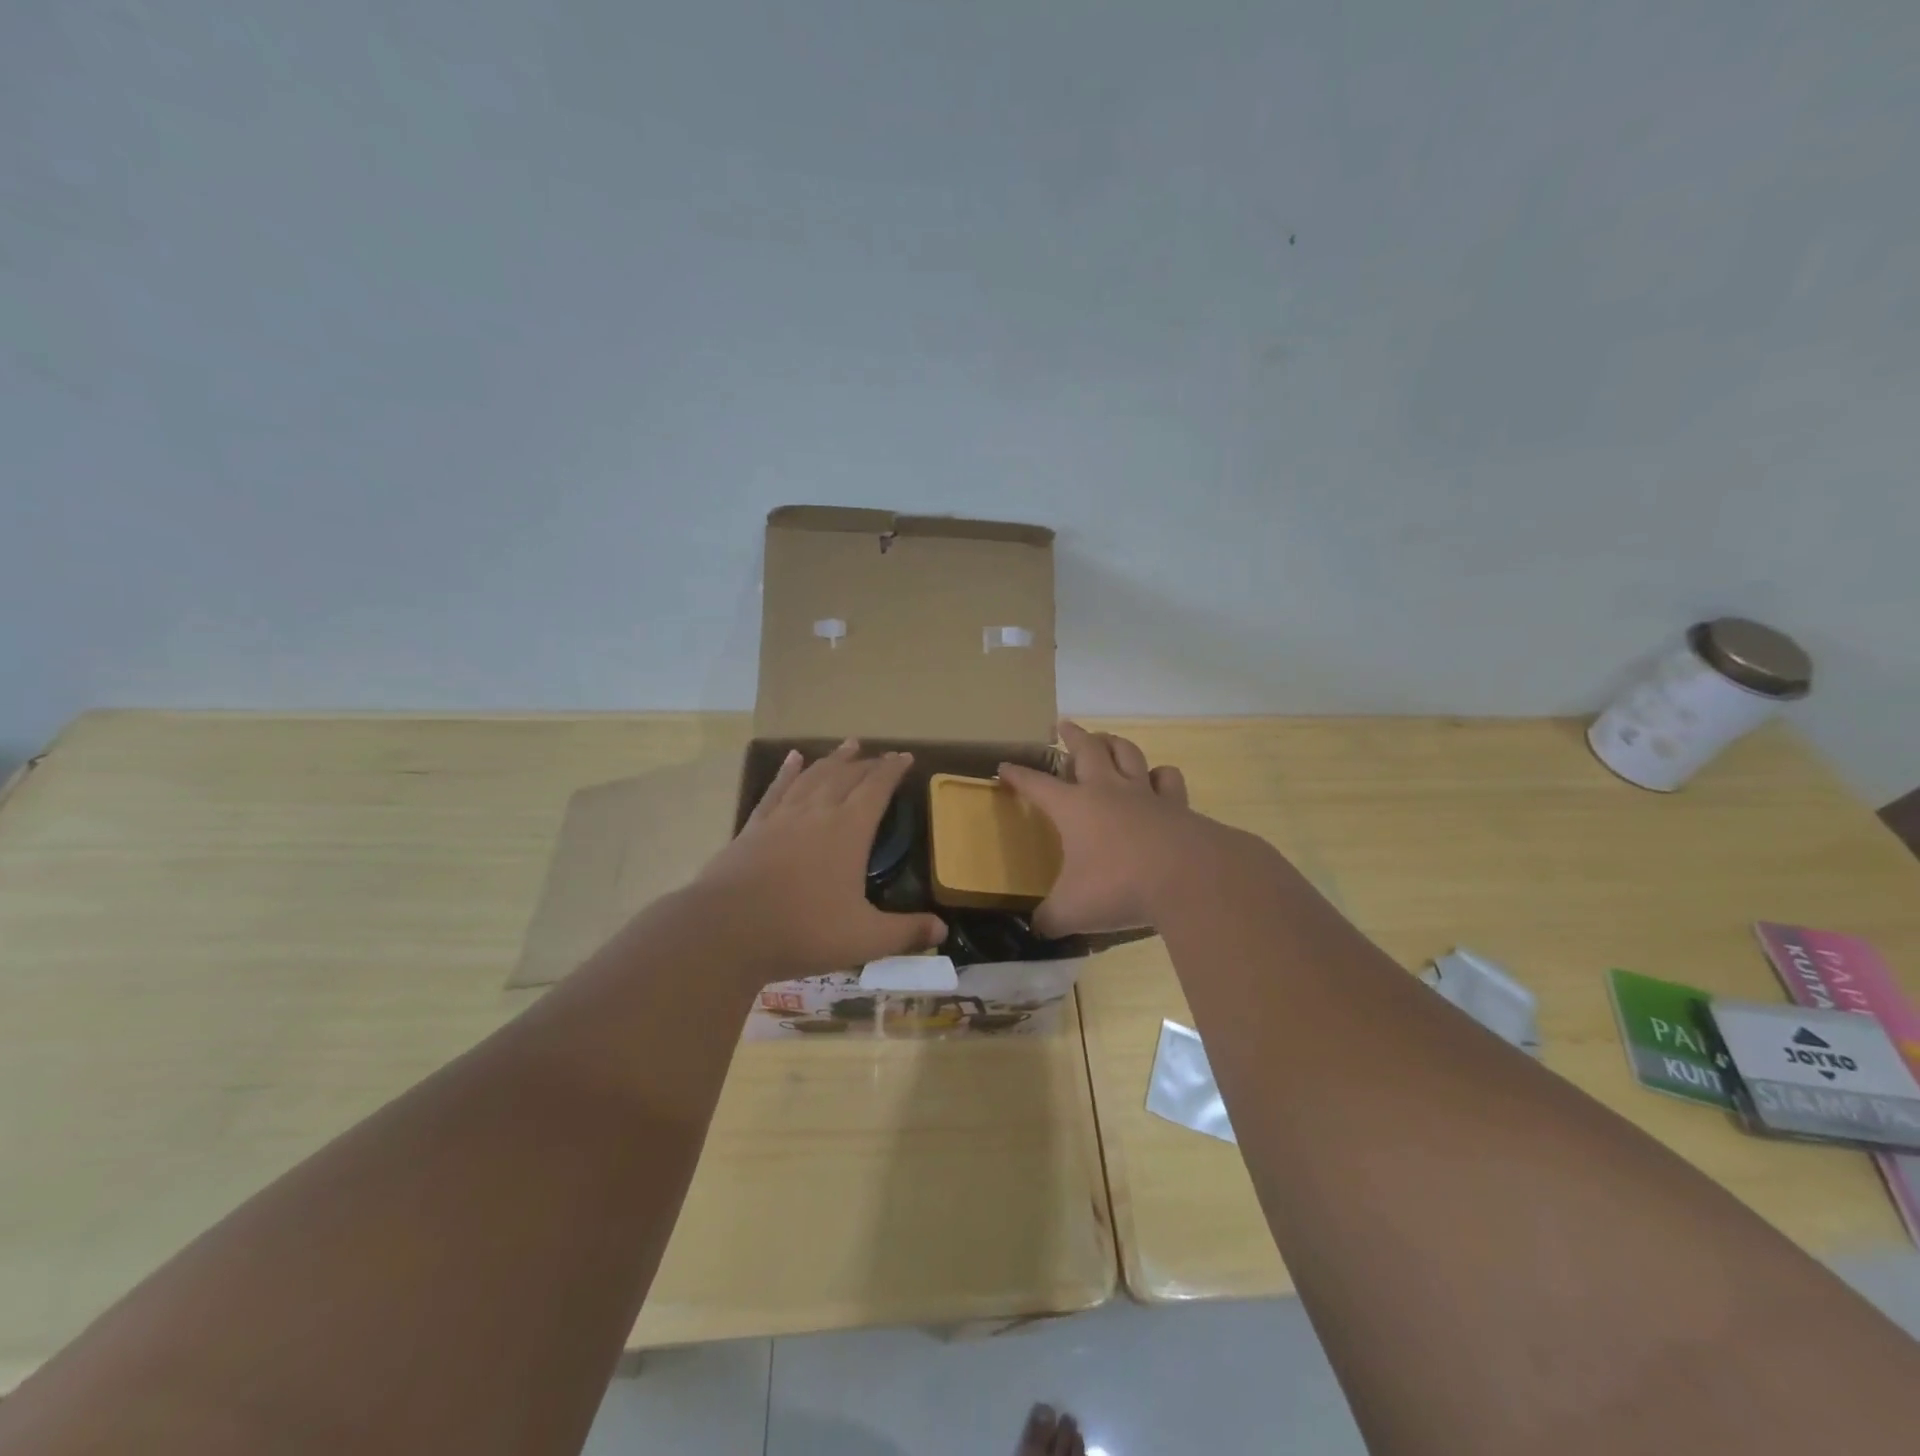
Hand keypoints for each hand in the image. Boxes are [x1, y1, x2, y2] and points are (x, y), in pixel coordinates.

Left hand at [693, 739, 946, 973]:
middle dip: (867, 763)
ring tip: (848, 745)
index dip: (893, 771)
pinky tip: (793, 759)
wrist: (726, 931)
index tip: (905, 757)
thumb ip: (905, 932)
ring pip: (813, 776)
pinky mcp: (753, 827)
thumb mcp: (864, 939)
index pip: (877, 789)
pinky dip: (787, 772)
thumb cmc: (802, 931)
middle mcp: (817, 812)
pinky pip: (775, 790)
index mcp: (848, 830)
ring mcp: (782, 817)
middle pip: (846, 776)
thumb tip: (942, 930)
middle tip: (880, 755)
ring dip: (833, 759)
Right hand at [998, 721, 1207, 936]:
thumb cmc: (1119, 886)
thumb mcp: (1072, 910)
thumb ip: (1050, 919)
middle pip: (1087, 749)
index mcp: (1074, 808)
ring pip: (1127, 753)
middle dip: (1072, 736)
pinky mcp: (1178, 806)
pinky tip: (1157, 778)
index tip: (1004, 766)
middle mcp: (1107, 791)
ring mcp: (1145, 794)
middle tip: (1064, 725)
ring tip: (1107, 739)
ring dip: (1114, 743)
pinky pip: (1167, 779)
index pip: (1037, 784)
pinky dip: (1160, 775)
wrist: (1189, 878)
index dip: (1018, 775)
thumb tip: (1037, 929)